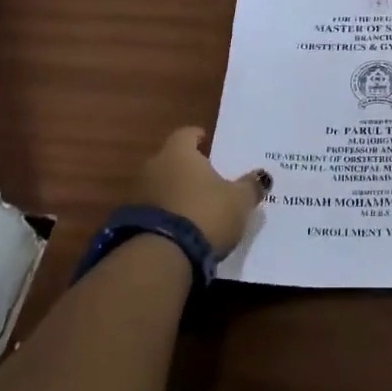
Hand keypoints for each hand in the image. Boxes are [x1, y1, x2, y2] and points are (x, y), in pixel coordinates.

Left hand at [131, 127, 270, 258]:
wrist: (162, 256)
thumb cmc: (205, 213)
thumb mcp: (239, 201)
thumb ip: (250, 186)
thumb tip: (262, 176)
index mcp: (178, 152)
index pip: (186, 134)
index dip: (197, 137)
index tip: (206, 141)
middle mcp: (153, 166)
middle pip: (171, 160)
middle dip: (187, 167)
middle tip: (206, 177)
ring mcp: (137, 194)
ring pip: (160, 185)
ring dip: (174, 192)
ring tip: (193, 205)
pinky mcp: (129, 222)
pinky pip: (152, 211)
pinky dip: (165, 214)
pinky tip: (179, 227)